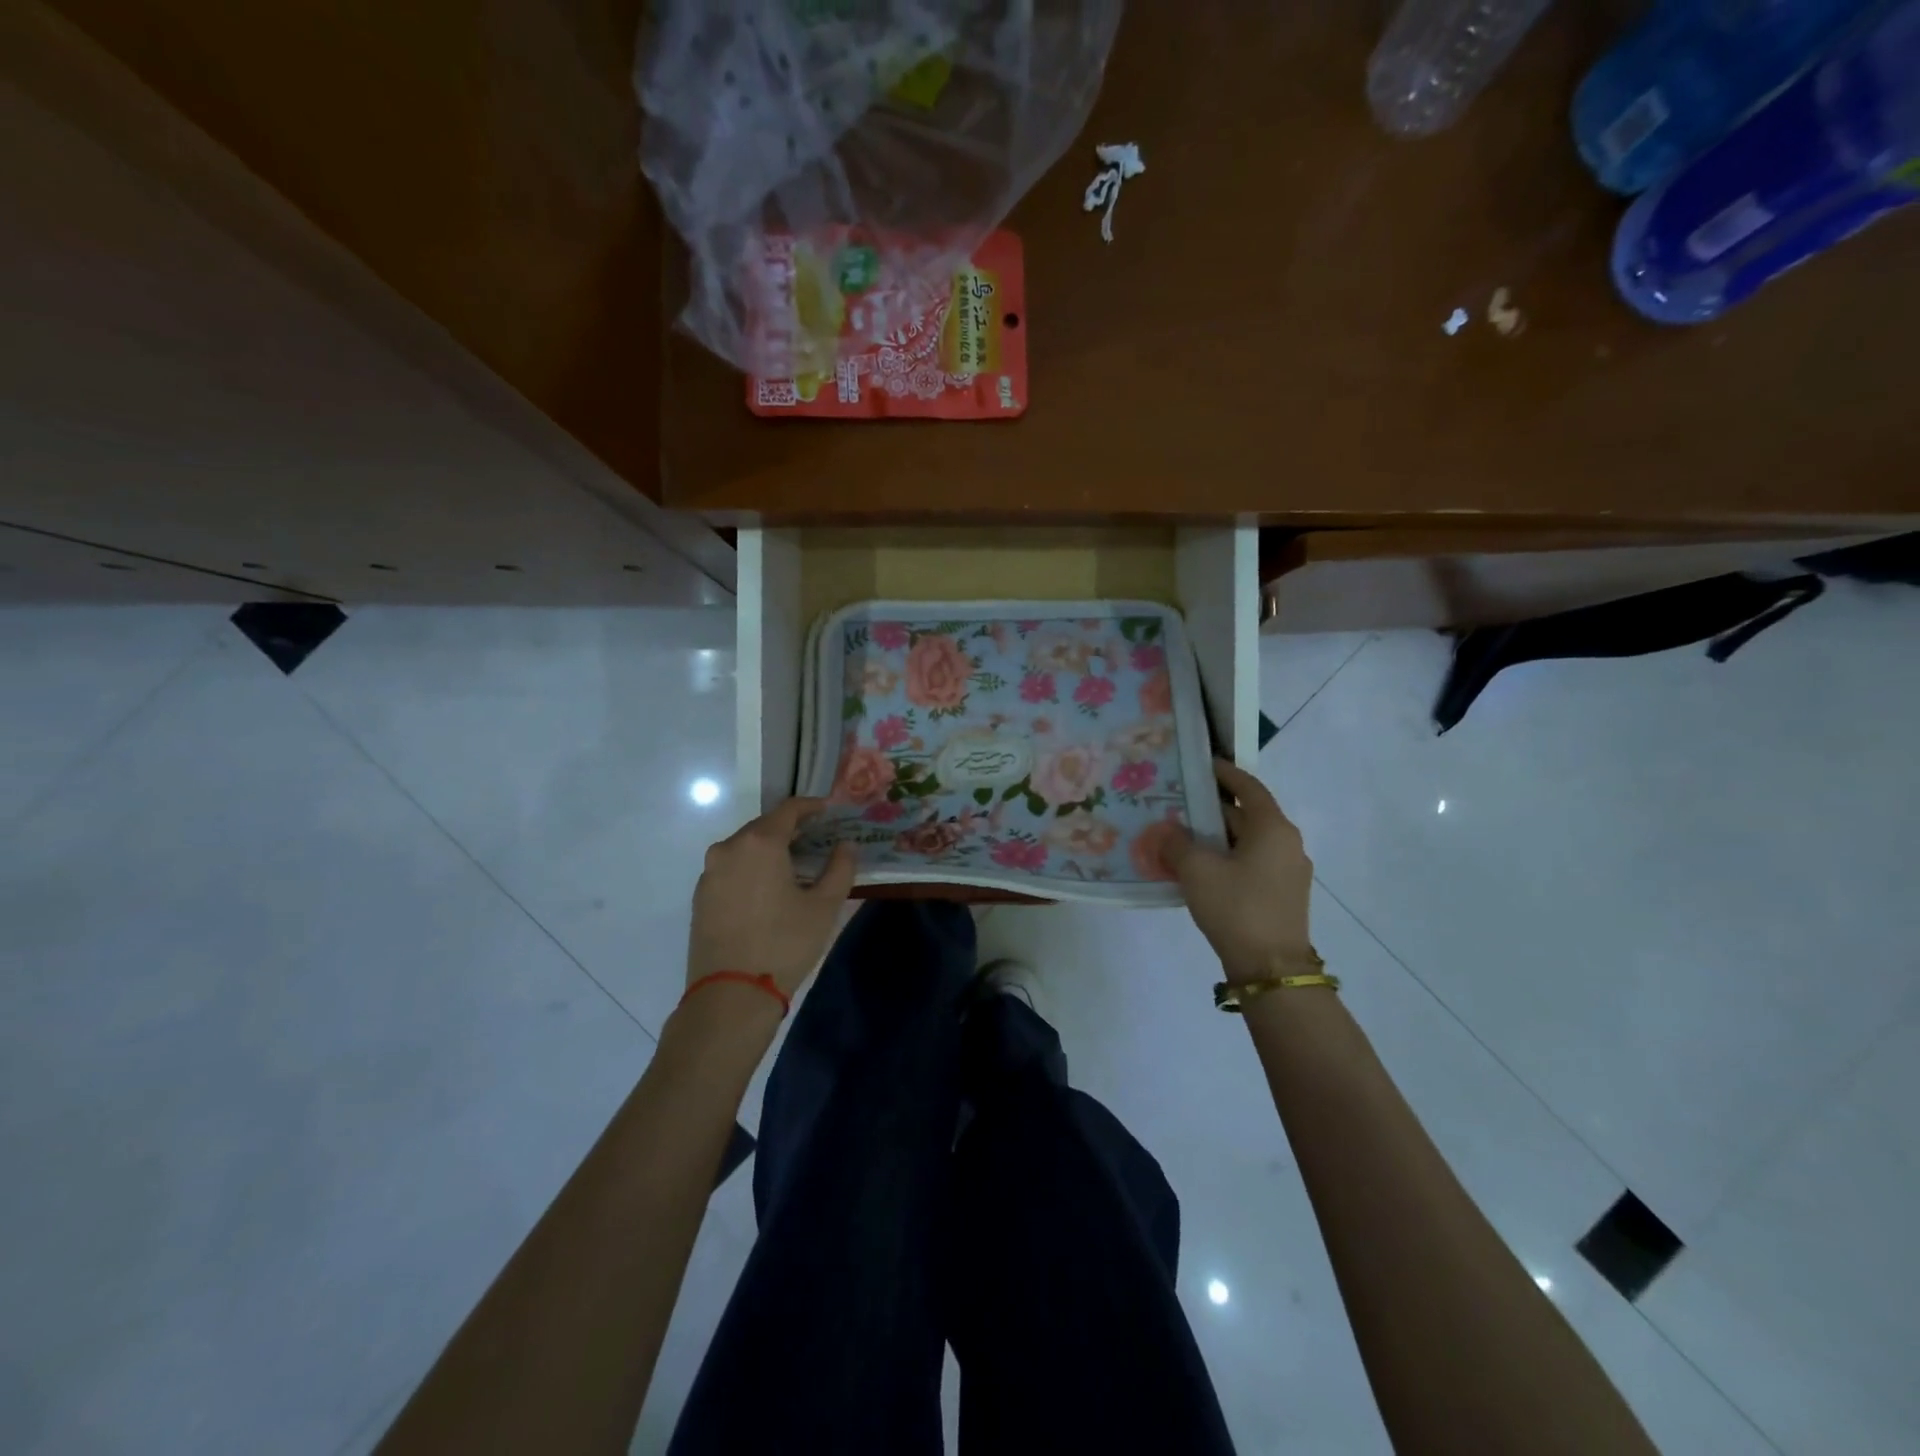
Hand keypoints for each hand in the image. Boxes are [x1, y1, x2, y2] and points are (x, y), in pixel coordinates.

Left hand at [687, 799, 857, 996]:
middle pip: (764, 826)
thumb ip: (840, 868)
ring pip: (745, 848)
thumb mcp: (824, 906)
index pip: (789, 809)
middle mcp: (729, 848)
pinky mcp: (701, 896)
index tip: (829, 811)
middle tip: (816, 839)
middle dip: (791, 829)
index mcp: (760, 843)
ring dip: (770, 849)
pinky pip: (731, 868)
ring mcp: (709, 872)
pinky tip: (767, 888)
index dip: (811, 806)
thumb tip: (846, 845)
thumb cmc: (784, 943)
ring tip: (794, 865)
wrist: (731, 995)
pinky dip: (751, 868)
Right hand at [1161, 760, 1313, 982]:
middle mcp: (1286, 843)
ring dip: (1216, 836)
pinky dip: (1226, 857)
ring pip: (1247, 841)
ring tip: (1180, 835)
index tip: (1199, 764)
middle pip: (1246, 814)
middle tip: (1176, 802)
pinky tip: (1199, 868)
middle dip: (1211, 808)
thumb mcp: (1197, 870)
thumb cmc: (1237, 907)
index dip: (1224, 773)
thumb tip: (1166, 831)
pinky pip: (1250, 863)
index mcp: (1273, 828)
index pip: (1248, 787)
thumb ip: (1176, 843)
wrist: (1271, 968)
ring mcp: (1287, 871)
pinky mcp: (1281, 894)